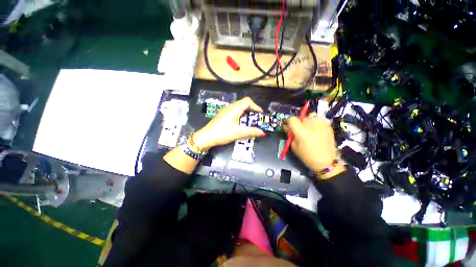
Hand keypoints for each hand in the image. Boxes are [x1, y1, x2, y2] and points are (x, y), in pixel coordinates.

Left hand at [193, 97, 265, 150]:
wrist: (206, 137)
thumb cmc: (222, 133)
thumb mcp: (238, 133)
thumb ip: (251, 131)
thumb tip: (263, 133)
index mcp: (234, 108)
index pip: (247, 101)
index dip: (255, 106)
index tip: (260, 115)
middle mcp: (230, 107)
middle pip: (243, 103)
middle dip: (251, 110)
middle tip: (256, 119)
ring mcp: (225, 110)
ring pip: (239, 107)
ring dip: (246, 113)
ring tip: (249, 122)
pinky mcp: (222, 114)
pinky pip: (234, 111)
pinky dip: (240, 115)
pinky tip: (240, 123)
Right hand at [284, 113, 340, 175]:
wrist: (326, 161)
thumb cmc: (307, 156)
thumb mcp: (294, 146)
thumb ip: (290, 135)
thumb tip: (287, 127)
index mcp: (302, 132)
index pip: (292, 119)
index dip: (289, 121)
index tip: (289, 125)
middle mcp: (312, 126)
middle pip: (301, 117)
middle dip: (299, 122)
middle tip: (299, 129)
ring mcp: (321, 125)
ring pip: (311, 116)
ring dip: (308, 120)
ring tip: (309, 128)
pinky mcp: (328, 126)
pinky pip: (319, 119)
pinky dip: (316, 122)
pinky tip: (316, 130)